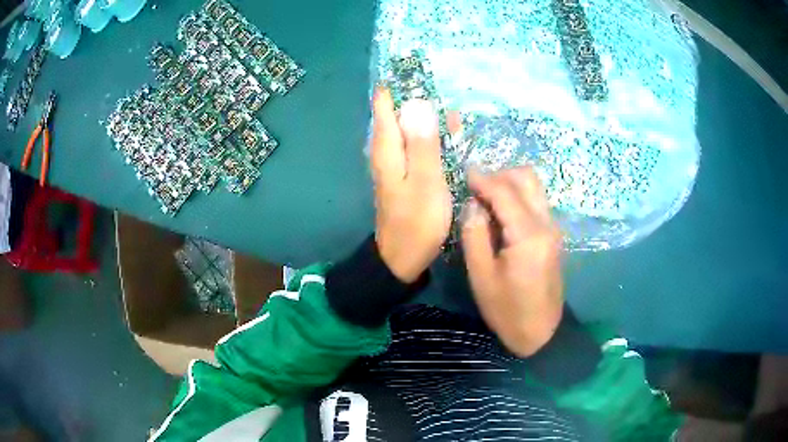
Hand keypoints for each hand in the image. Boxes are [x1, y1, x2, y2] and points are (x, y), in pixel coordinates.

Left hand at [371, 88, 451, 282]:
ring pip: (412, 127)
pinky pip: (419, 143)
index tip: (419, 66)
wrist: (402, 257)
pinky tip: (452, 132)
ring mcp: (396, 161)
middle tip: (444, 81)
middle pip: (400, 111)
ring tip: (455, 106)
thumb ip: (423, 142)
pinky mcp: (407, 172)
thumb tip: (418, 102)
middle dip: (419, 95)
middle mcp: (387, 149)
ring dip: (431, 115)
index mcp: (387, 146)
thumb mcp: (425, 181)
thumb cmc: (416, 221)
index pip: (386, 102)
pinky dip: (434, 134)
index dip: (400, 83)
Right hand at [461, 167, 563, 356]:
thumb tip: (473, 203)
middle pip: (526, 178)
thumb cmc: (506, 310)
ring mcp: (553, 227)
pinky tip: (501, 213)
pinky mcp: (553, 234)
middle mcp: (546, 223)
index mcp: (528, 235)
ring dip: (510, 184)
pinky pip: (536, 201)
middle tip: (476, 189)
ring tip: (486, 199)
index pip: (505, 192)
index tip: (464, 173)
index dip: (483, 179)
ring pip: (534, 186)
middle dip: (499, 175)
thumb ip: (475, 234)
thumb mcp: (481, 275)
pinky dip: (518, 196)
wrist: (540, 331)